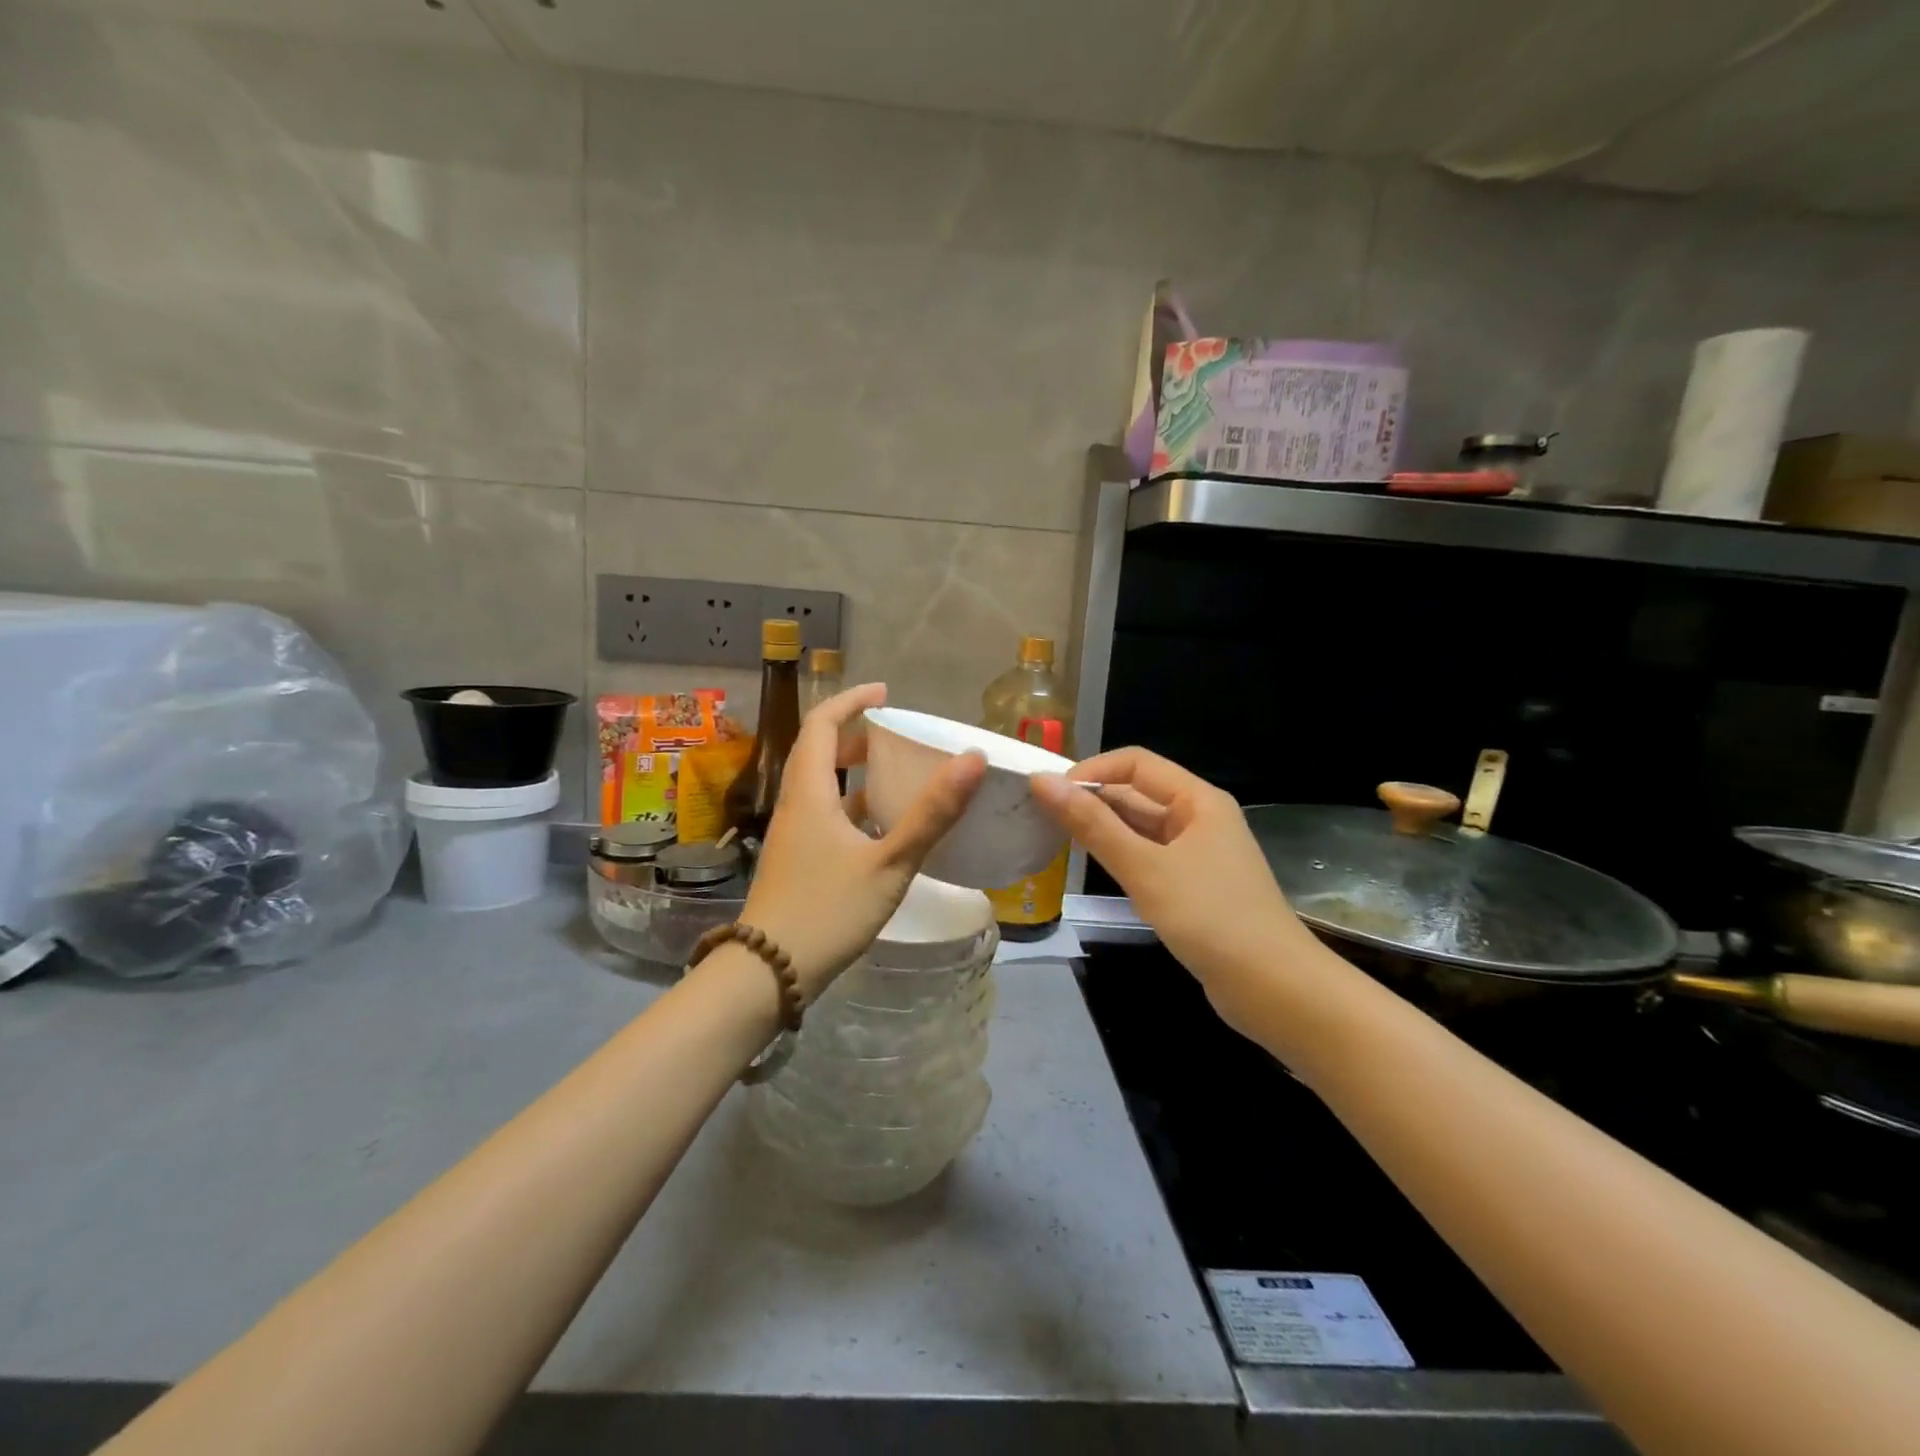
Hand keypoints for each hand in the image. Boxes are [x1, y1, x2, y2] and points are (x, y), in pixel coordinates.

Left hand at [743, 683, 984, 1000]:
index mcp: (810, 793)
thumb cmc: (827, 911)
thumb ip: (932, 814)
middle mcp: (795, 806)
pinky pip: (823, 816)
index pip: (822, 724)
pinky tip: (881, 830)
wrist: (768, 974)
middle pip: (818, 752)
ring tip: (896, 776)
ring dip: (853, 773)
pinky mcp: (795, 862)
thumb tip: (972, 760)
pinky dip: (852, 808)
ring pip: (821, 787)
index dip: (851, 700)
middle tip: (896, 735)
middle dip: (855, 735)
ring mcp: (791, 836)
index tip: (884, 692)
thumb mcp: (889, 862)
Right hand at [1031, 748, 1308, 993]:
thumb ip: (1093, 825)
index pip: (1135, 763)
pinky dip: (1120, 856)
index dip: (1091, 771)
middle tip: (1042, 819)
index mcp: (1198, 800)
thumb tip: (1043, 782)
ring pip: (1142, 828)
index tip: (1049, 796)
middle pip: (1138, 793)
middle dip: (1092, 800)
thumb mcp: (1145, 868)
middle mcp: (1200, 818)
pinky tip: (1094, 868)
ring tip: (1056, 840)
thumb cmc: (1211, 918)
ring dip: (1103, 829)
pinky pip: (1150, 857)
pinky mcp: (1195, 886)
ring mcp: (1199, 854)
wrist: (1275, 989)